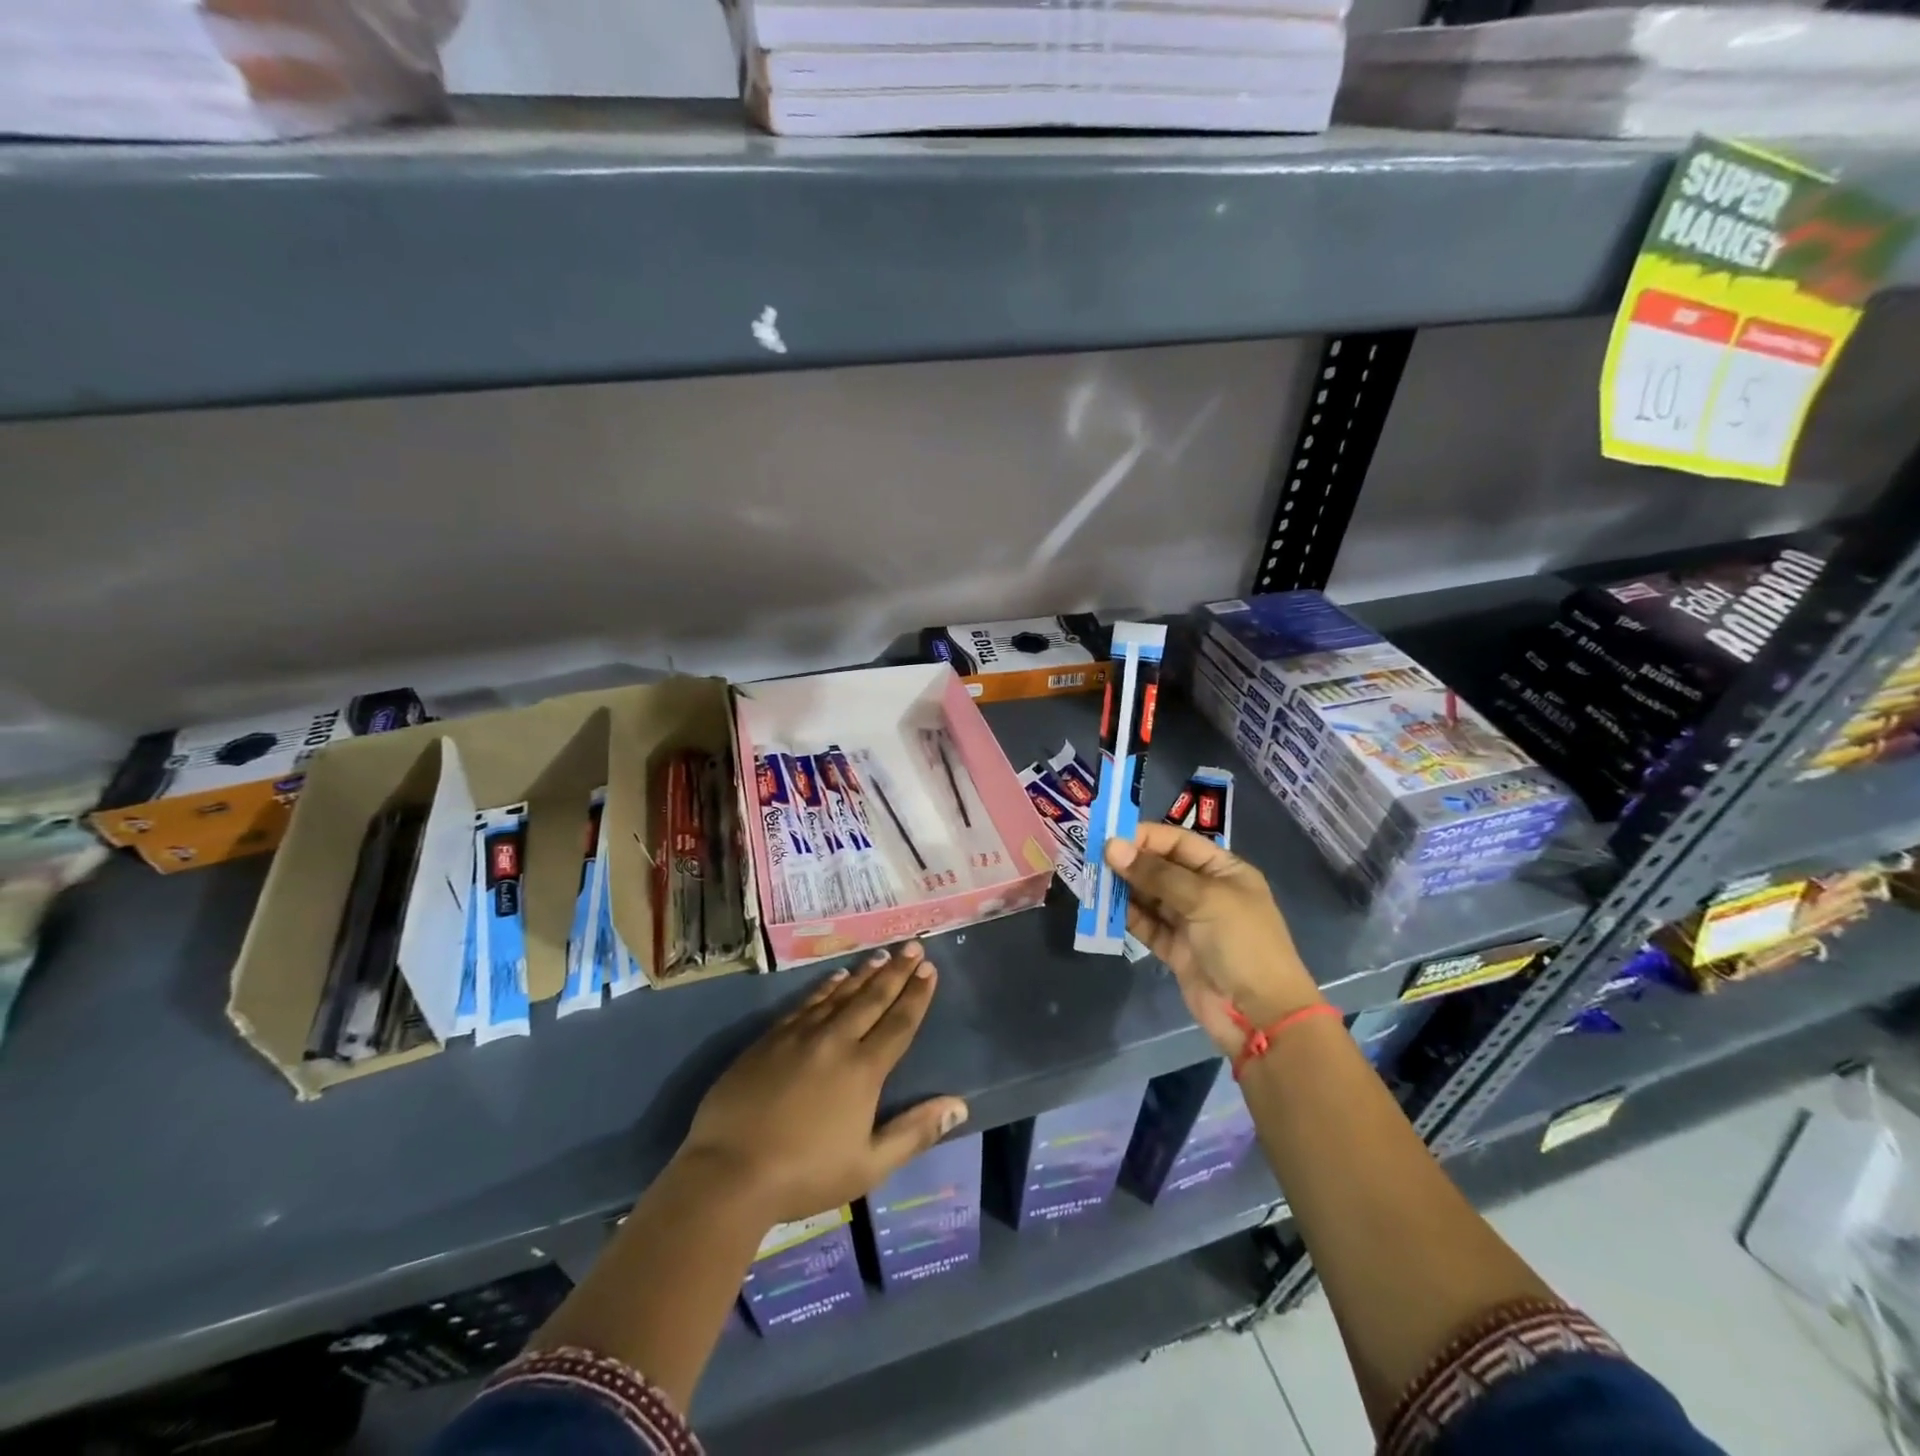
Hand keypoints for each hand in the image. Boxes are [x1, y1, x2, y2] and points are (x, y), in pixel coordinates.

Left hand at [677, 942, 967, 1225]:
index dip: (916, 995)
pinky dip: (825, 988)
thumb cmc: (805, 1175)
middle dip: (896, 971)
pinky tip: (834, 979)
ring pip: (839, 995)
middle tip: (912, 946)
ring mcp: (799, 1036)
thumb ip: (914, 1132)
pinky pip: (805, 1003)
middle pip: (872, 999)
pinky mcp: (770, 1039)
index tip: (930, 969)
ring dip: (864, 974)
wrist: (729, 1172)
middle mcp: (835, 1041)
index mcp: (863, 1070)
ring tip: (881, 956)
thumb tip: (959, 1105)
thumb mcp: (868, 1165)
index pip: (899, 1023)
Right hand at [1106, 823, 1323, 1055]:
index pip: (1179, 843)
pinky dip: (1126, 916)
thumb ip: (1156, 874)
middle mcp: (1206, 891)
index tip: (1109, 837)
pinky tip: (1104, 907)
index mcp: (1224, 871)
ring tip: (1092, 880)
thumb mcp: (1204, 899)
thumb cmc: (1242, 943)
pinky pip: (1146, 925)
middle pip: (1161, 868)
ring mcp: (1190, 922)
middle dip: (1129, 862)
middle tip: (1092, 858)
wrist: (1261, 1015)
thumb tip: (1112, 847)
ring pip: (1149, 896)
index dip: (1145, 837)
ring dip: (1123, 888)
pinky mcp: (1176, 949)